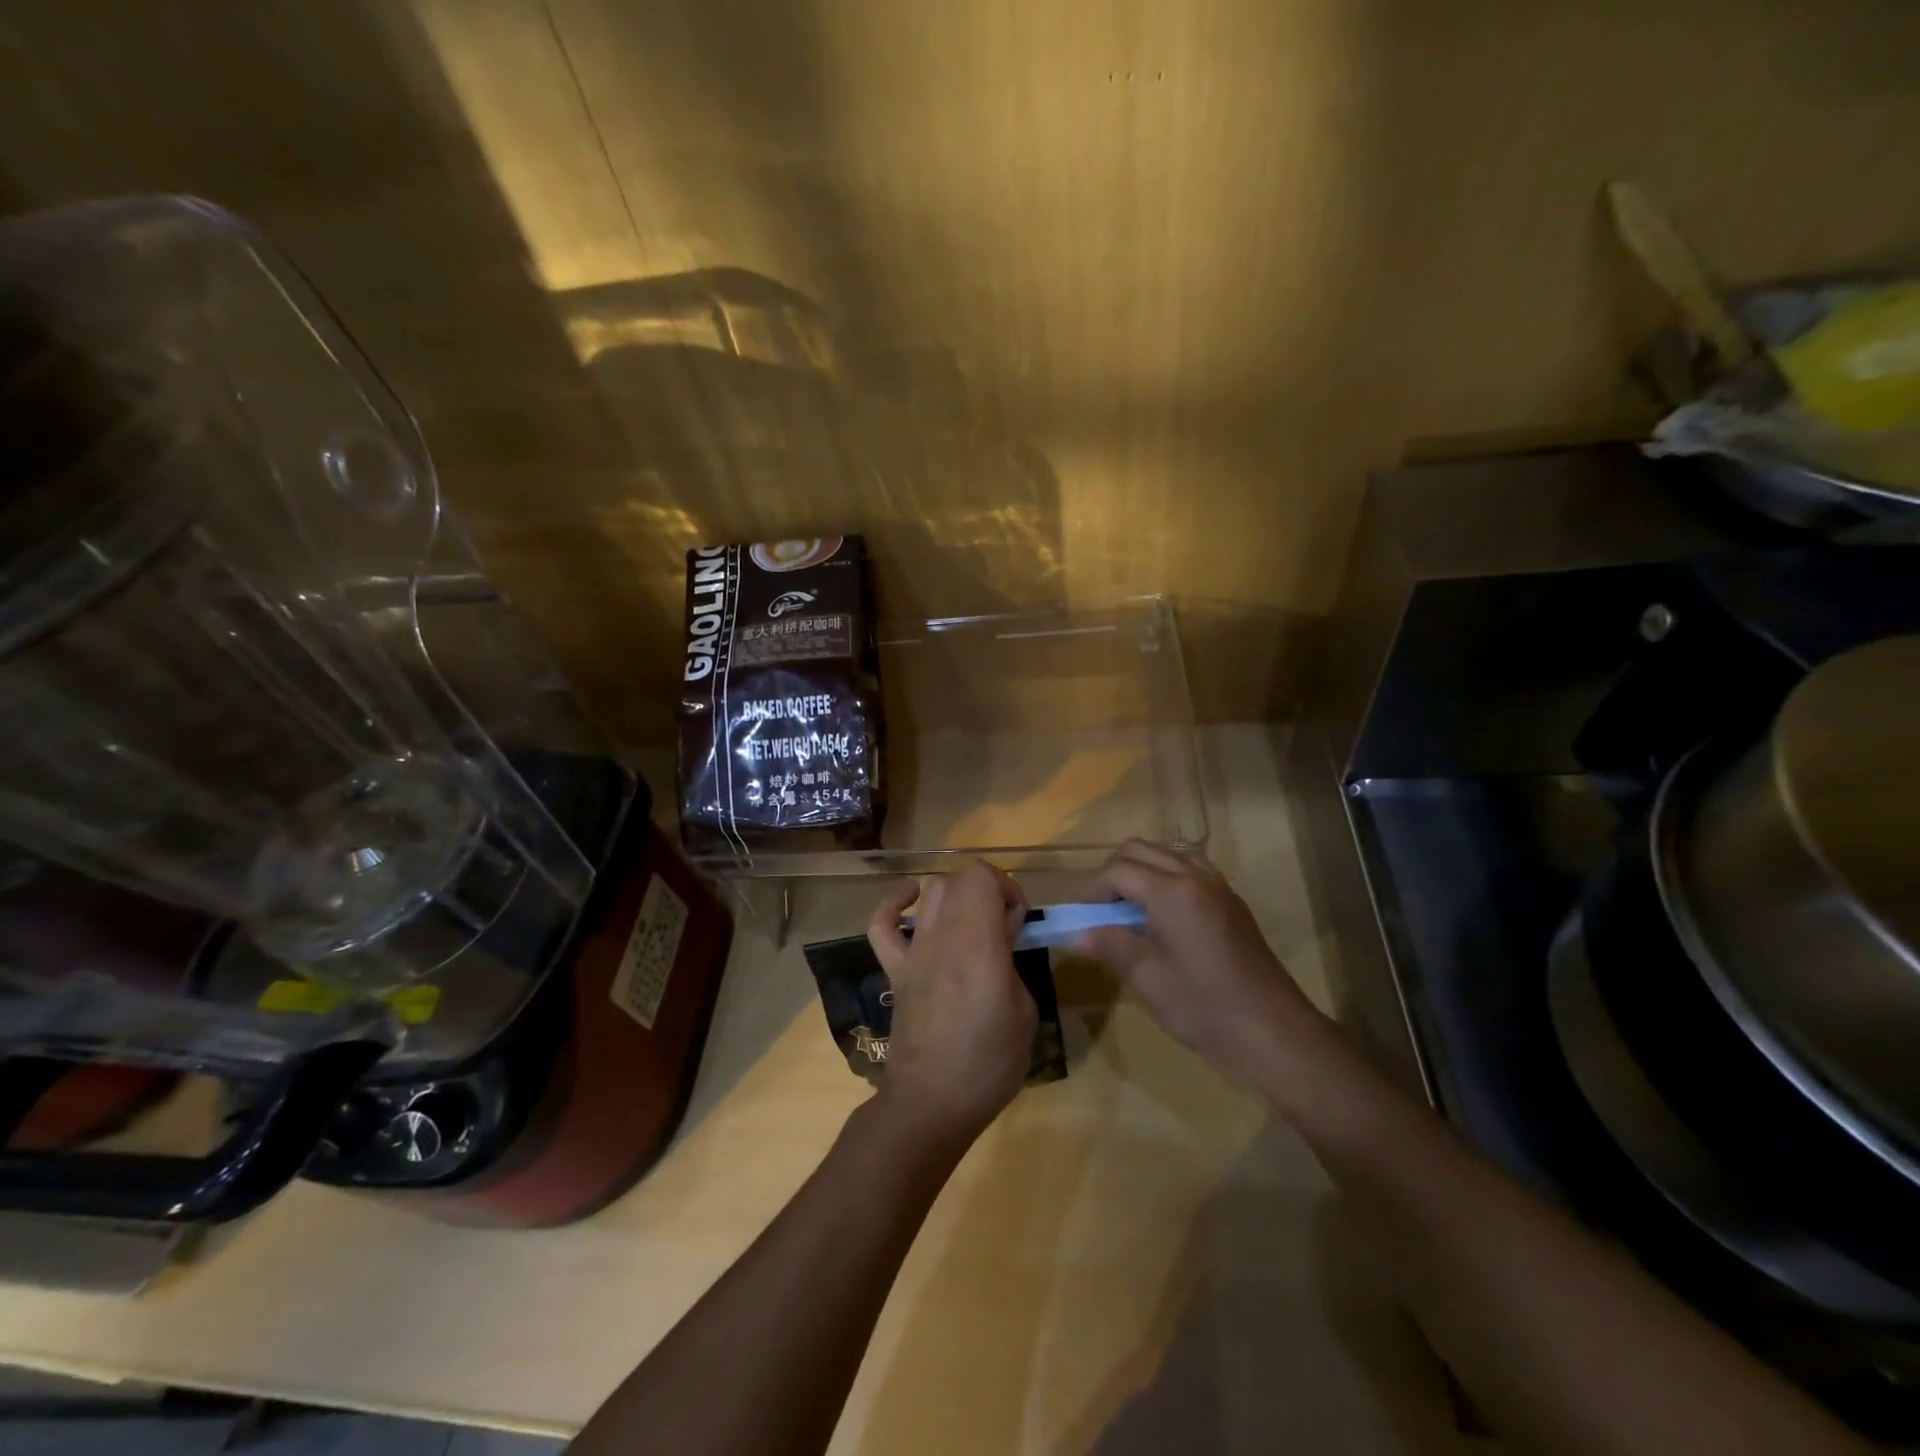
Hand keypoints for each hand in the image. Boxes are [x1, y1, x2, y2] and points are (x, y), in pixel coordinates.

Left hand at [866, 861, 1036, 1145]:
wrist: (932, 1102)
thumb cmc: (989, 1061)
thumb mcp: (1025, 1010)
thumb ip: (1013, 962)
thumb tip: (1002, 940)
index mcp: (977, 942)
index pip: (981, 876)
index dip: (1006, 887)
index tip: (1019, 921)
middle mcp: (941, 935)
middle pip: (958, 879)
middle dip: (987, 890)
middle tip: (1003, 926)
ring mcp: (912, 951)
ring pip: (928, 892)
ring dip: (954, 896)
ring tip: (970, 924)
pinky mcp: (894, 970)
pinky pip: (881, 924)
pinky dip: (894, 905)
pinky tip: (912, 907)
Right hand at [1077, 841, 1325, 1084]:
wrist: (1273, 1032)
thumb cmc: (1204, 1006)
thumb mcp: (1147, 977)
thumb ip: (1109, 945)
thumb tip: (1076, 934)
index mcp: (1171, 890)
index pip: (1118, 870)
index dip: (1091, 889)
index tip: (1076, 916)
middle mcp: (1195, 876)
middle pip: (1141, 851)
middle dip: (1113, 873)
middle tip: (1099, 910)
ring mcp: (1218, 887)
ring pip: (1168, 856)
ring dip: (1141, 873)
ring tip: (1127, 911)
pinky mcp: (1232, 903)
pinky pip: (1190, 871)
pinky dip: (1166, 880)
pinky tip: (1161, 919)